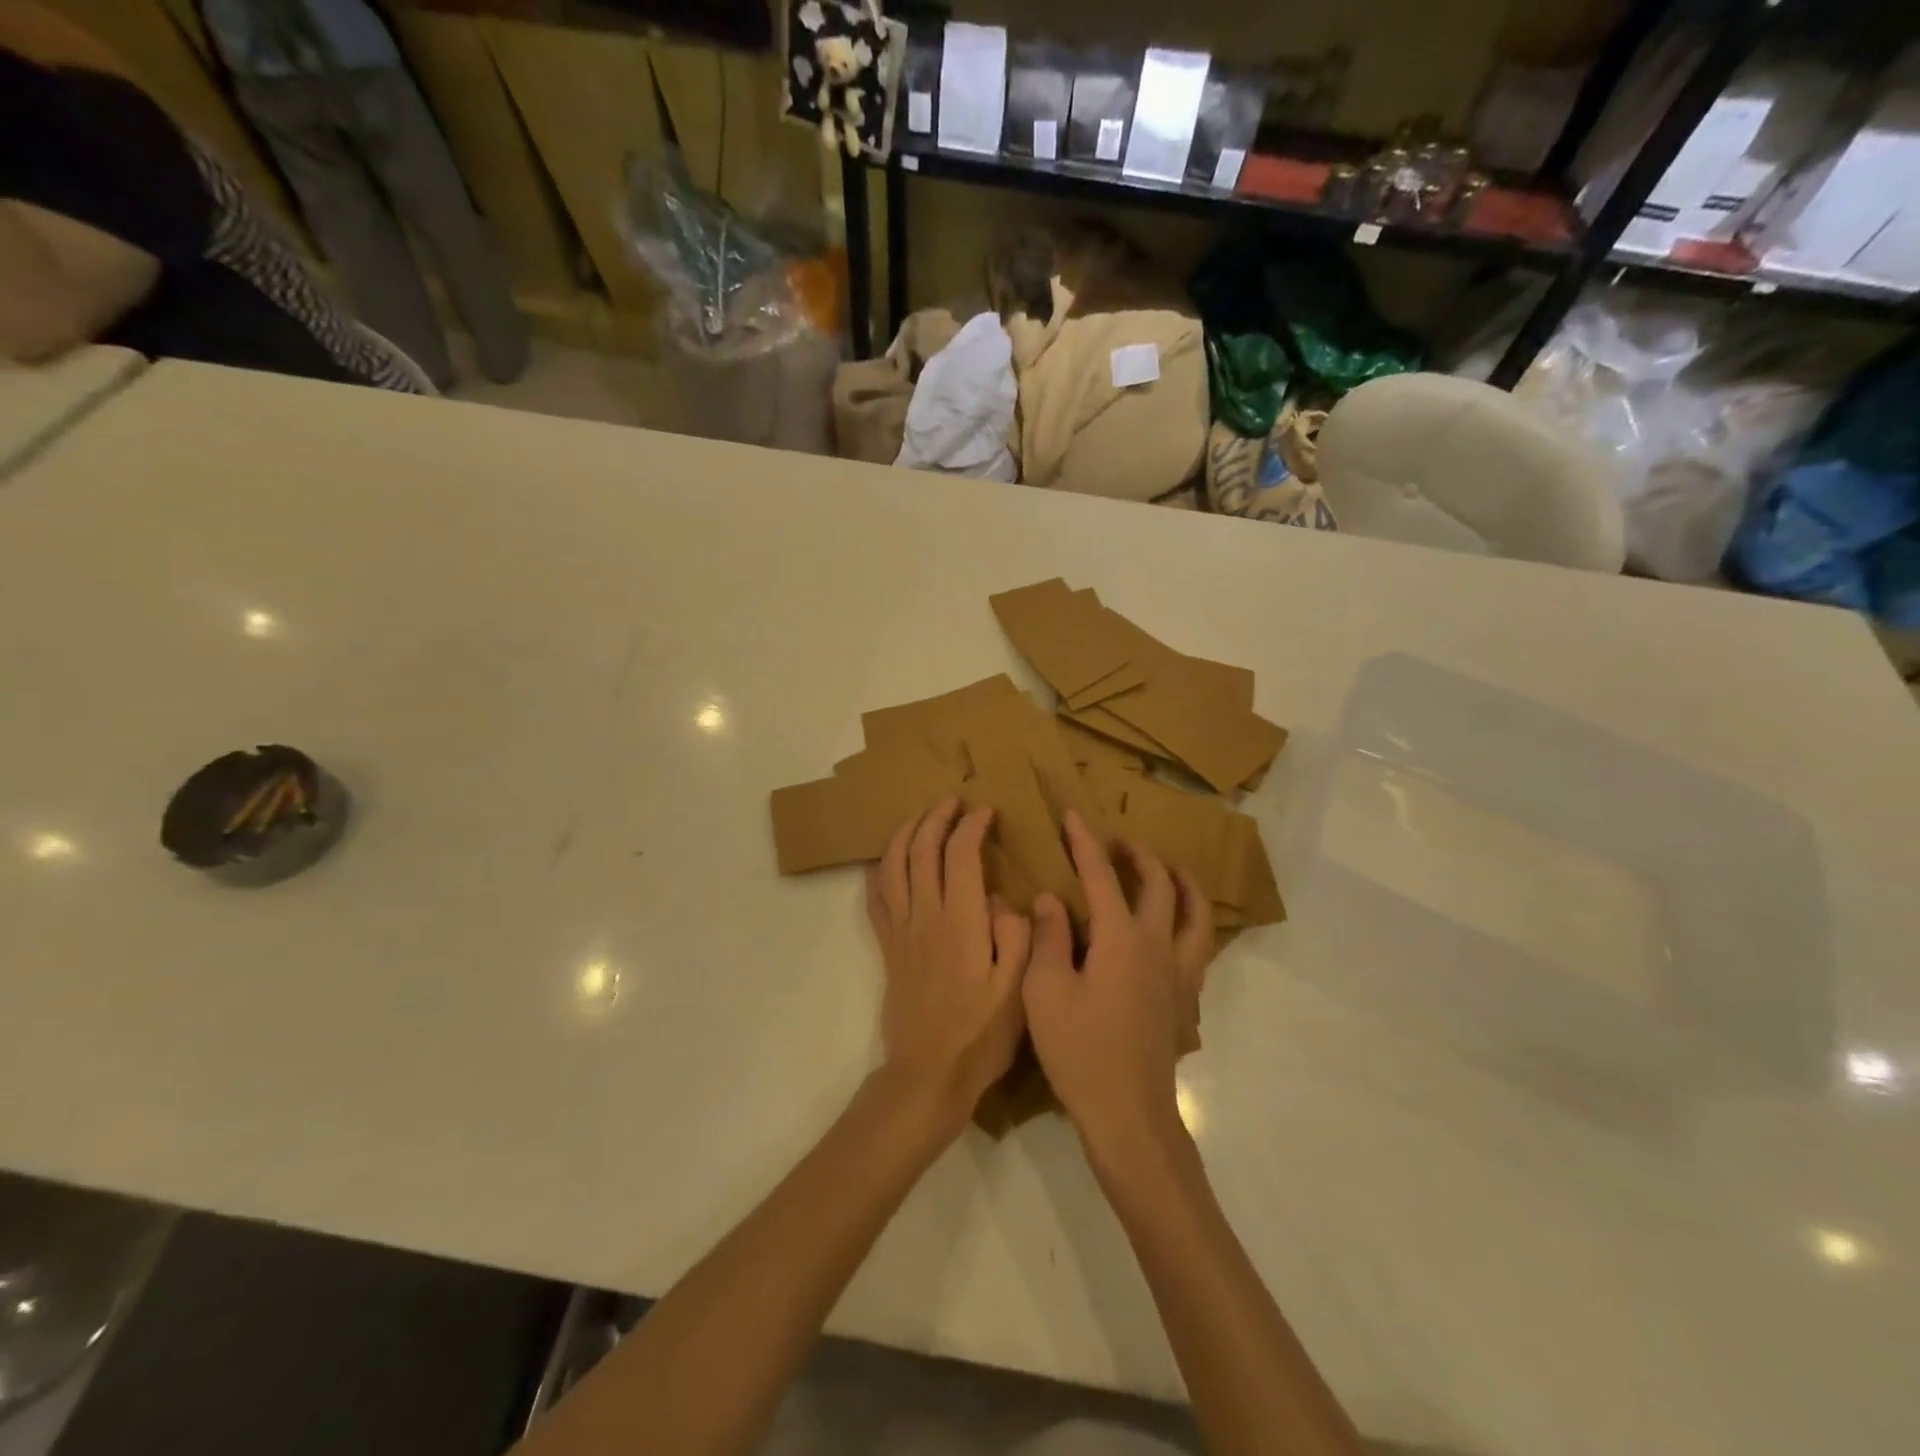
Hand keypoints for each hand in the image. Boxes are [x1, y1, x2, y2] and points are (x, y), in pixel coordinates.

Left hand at [867, 798, 1031, 1132]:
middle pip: (920, 850)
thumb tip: (1001, 900)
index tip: (987, 813)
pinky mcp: (888, 947)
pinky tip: (887, 861)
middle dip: (936, 817)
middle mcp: (924, 916)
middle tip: (954, 801)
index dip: (972, 826)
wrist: (928, 1074)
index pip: (960, 855)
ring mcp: (901, 931)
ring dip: (905, 833)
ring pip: (893, 866)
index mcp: (960, 922)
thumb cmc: (980, 1034)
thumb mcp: (1017, 988)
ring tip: (921, 816)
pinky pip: (876, 898)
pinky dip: (879, 871)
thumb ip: (1017, 935)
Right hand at [1024, 810, 1214, 1159]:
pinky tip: (1176, 934)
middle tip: (1120, 843)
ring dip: (1182, 884)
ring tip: (1168, 872)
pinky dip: (1192, 925)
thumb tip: (1051, 899)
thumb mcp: (1045, 991)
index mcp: (1122, 939)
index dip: (1086, 843)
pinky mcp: (1187, 1002)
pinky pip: (1200, 949)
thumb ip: (1048, 938)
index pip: (1103, 876)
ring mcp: (1180, 974)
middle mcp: (1159, 947)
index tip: (1074, 816)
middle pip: (1160, 886)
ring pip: (1196, 915)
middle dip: (1139, 856)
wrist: (1128, 1114)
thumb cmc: (1080, 1050)